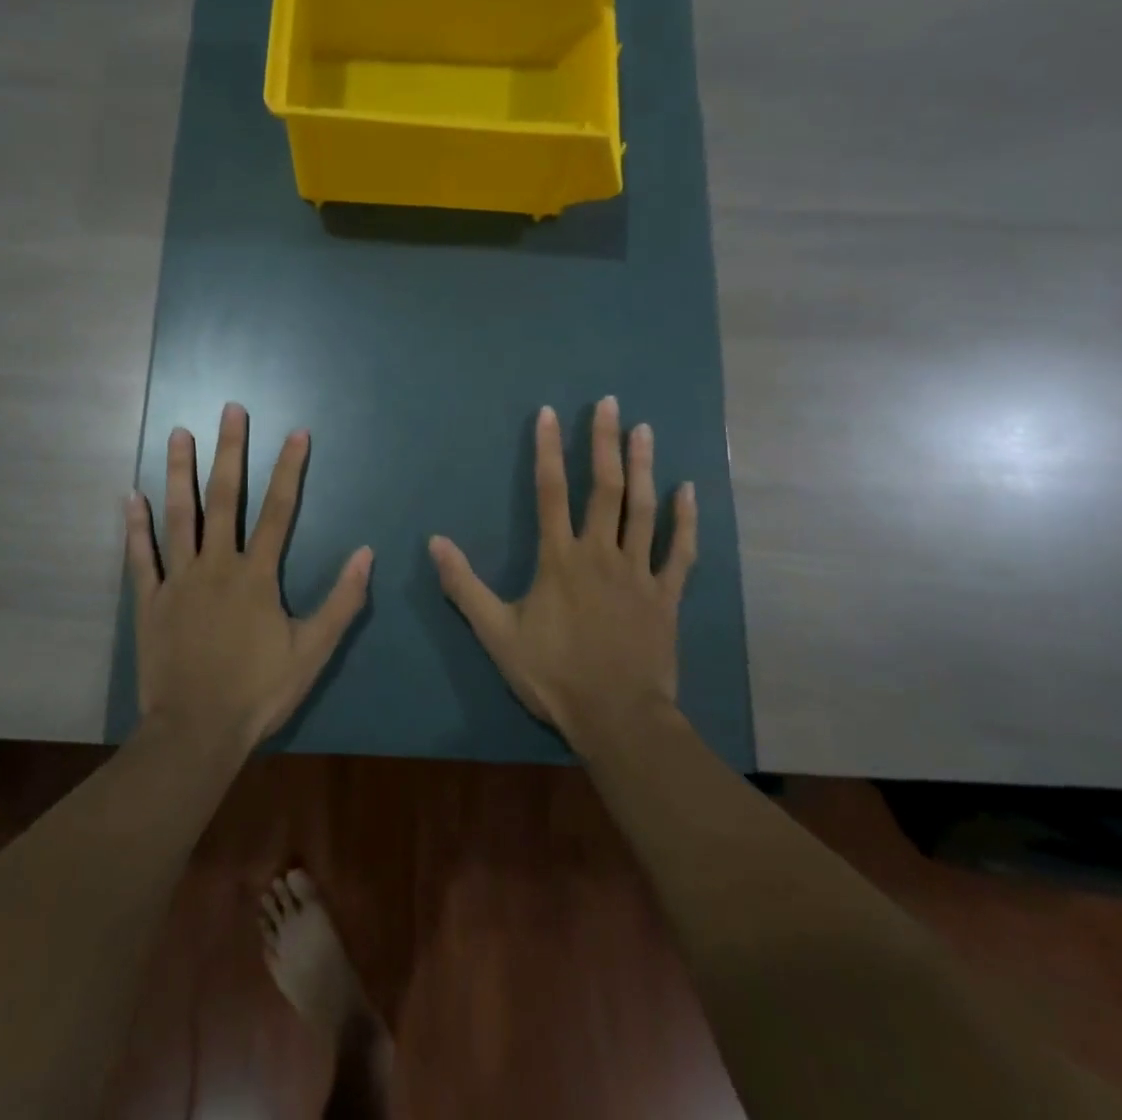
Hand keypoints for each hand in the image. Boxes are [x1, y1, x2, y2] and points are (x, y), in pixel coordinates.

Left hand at [126, 403, 373, 753]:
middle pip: (225, 498)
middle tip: (230, 410)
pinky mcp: (149, 601)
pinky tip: (131, 496)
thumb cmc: (258, 691)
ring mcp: (179, 580)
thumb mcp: (312, 651)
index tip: (296, 432)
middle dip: (230, 451)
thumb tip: (366, 554)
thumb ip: (342, 601)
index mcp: (257, 575)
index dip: (290, 469)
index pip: (279, 510)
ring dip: (180, 472)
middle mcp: (217, 565)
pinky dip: (135, 526)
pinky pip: (140, 557)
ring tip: (178, 433)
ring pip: (179, 515)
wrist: (196, 731)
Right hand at [428, 397, 695, 752]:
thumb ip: (465, 586)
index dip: (548, 450)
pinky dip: (685, 520)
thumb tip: (434, 542)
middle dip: (604, 442)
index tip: (550, 414)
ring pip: (643, 509)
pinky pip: (680, 551)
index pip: (550, 492)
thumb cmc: (553, 674)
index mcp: (559, 559)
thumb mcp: (496, 633)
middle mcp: (601, 553)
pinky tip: (688, 491)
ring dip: (644, 467)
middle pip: (605, 488)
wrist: (617, 718)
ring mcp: (639, 572)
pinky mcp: (666, 596)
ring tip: (645, 430)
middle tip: (609, 404)